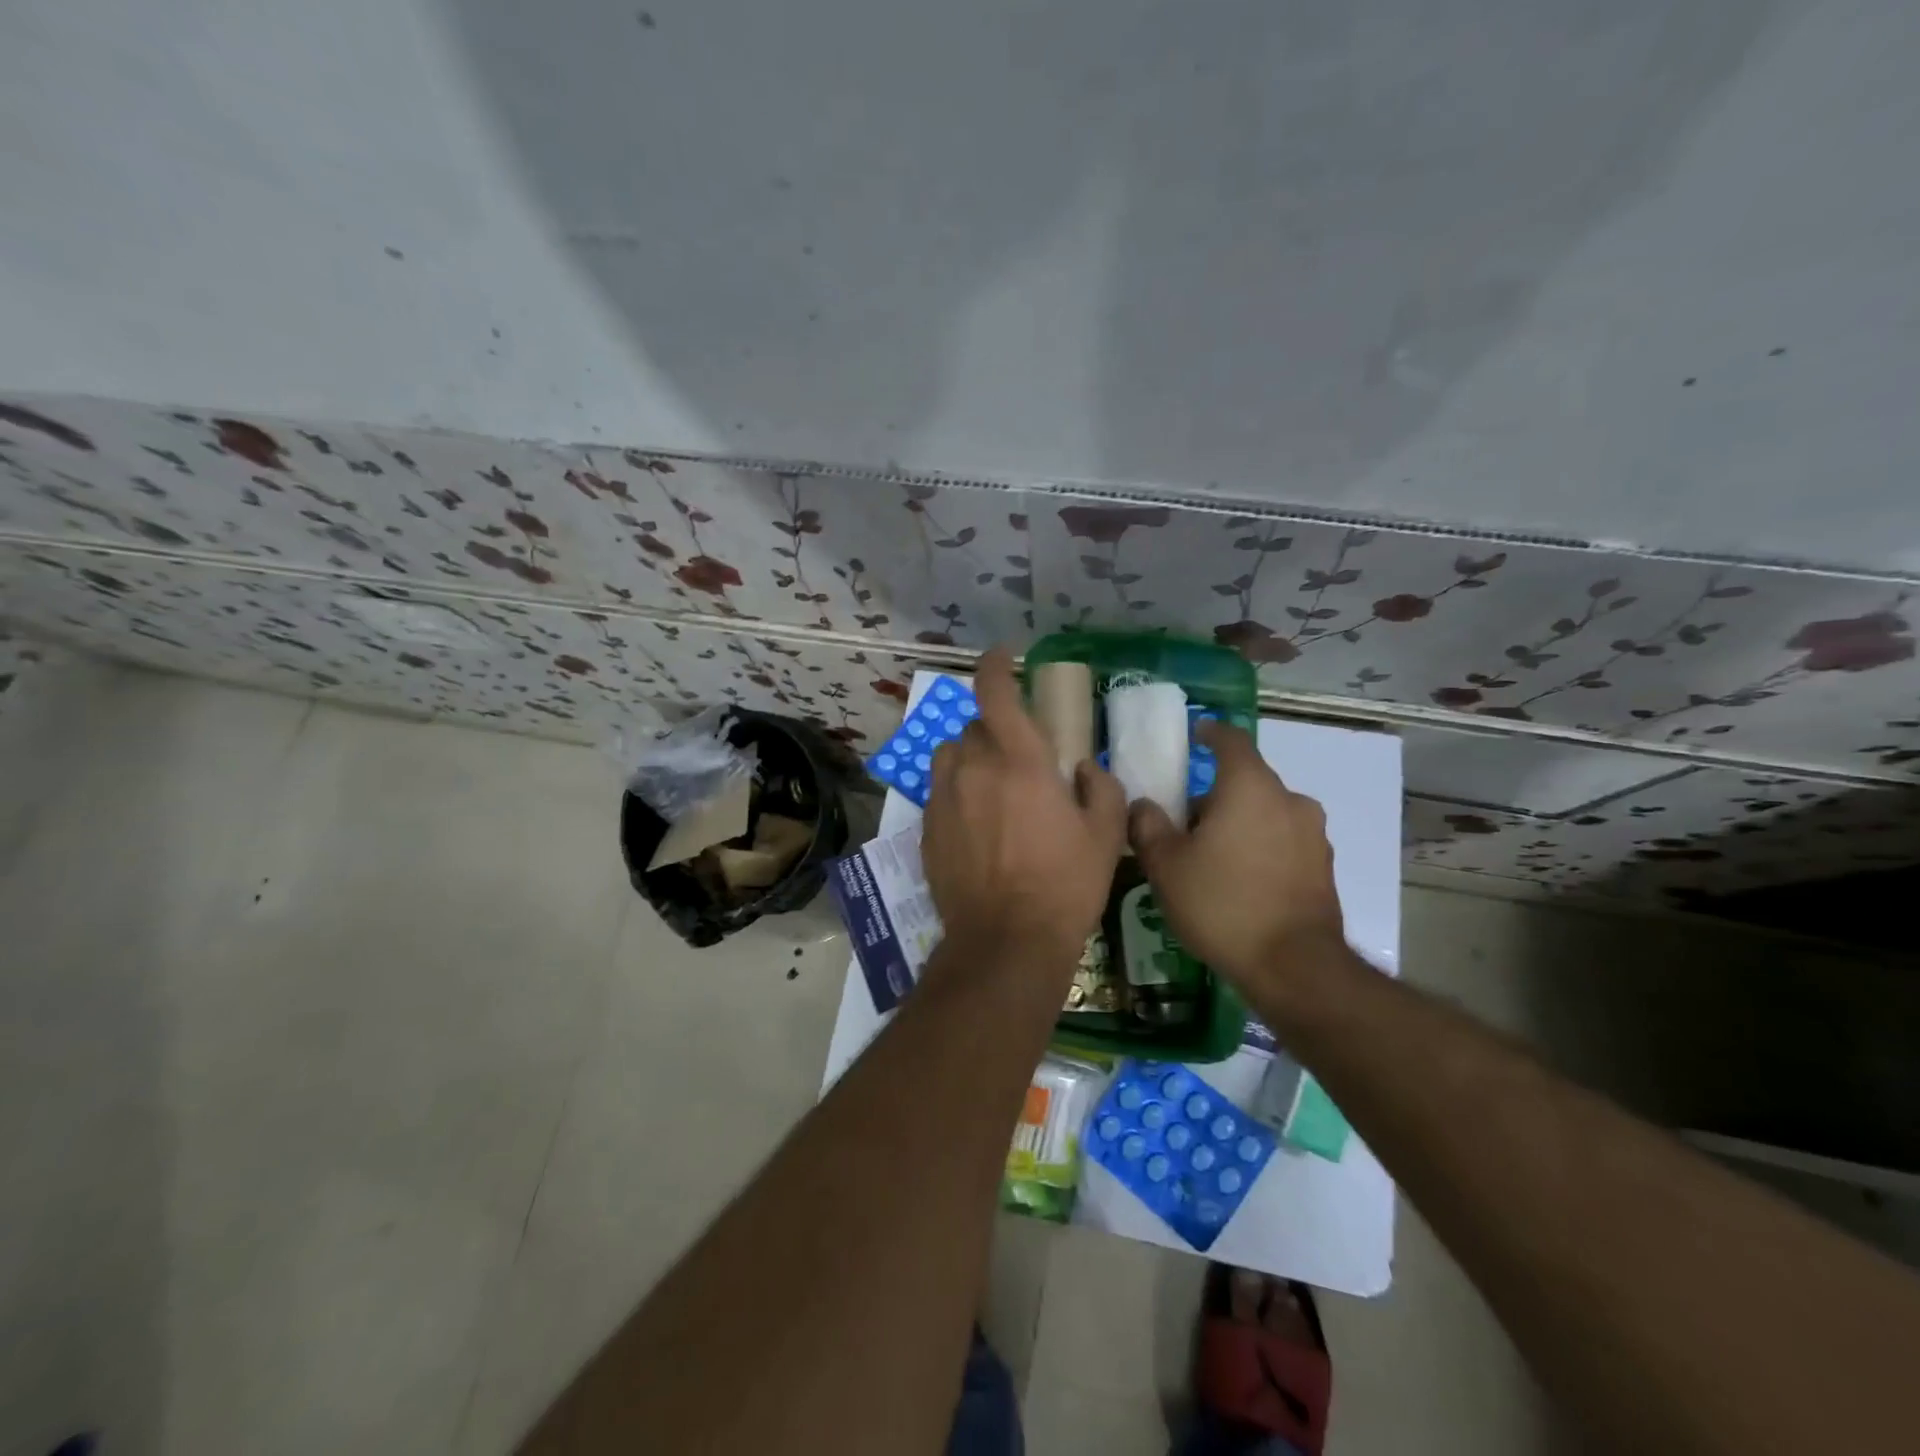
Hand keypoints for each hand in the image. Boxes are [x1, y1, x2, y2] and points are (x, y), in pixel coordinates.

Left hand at [922, 648, 1127, 967]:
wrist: (1006, 941)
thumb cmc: (1065, 885)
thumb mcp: (1106, 835)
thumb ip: (1101, 788)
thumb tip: (1082, 769)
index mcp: (1020, 761)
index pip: (995, 693)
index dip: (995, 666)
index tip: (1001, 657)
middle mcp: (973, 769)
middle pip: (974, 726)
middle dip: (996, 730)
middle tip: (1019, 757)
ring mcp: (943, 798)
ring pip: (949, 755)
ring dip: (969, 757)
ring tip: (989, 784)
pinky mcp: (927, 828)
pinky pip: (938, 791)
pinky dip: (956, 792)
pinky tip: (975, 823)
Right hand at [1128, 721, 1346, 991]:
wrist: (1293, 967)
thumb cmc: (1222, 903)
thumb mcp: (1165, 865)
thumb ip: (1148, 826)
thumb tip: (1143, 806)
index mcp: (1250, 787)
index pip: (1231, 740)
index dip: (1211, 733)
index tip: (1195, 735)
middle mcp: (1289, 800)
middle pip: (1248, 782)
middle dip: (1217, 794)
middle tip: (1187, 822)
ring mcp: (1313, 835)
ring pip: (1267, 814)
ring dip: (1241, 823)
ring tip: (1213, 858)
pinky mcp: (1324, 868)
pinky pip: (1284, 843)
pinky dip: (1261, 849)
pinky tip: (1241, 883)